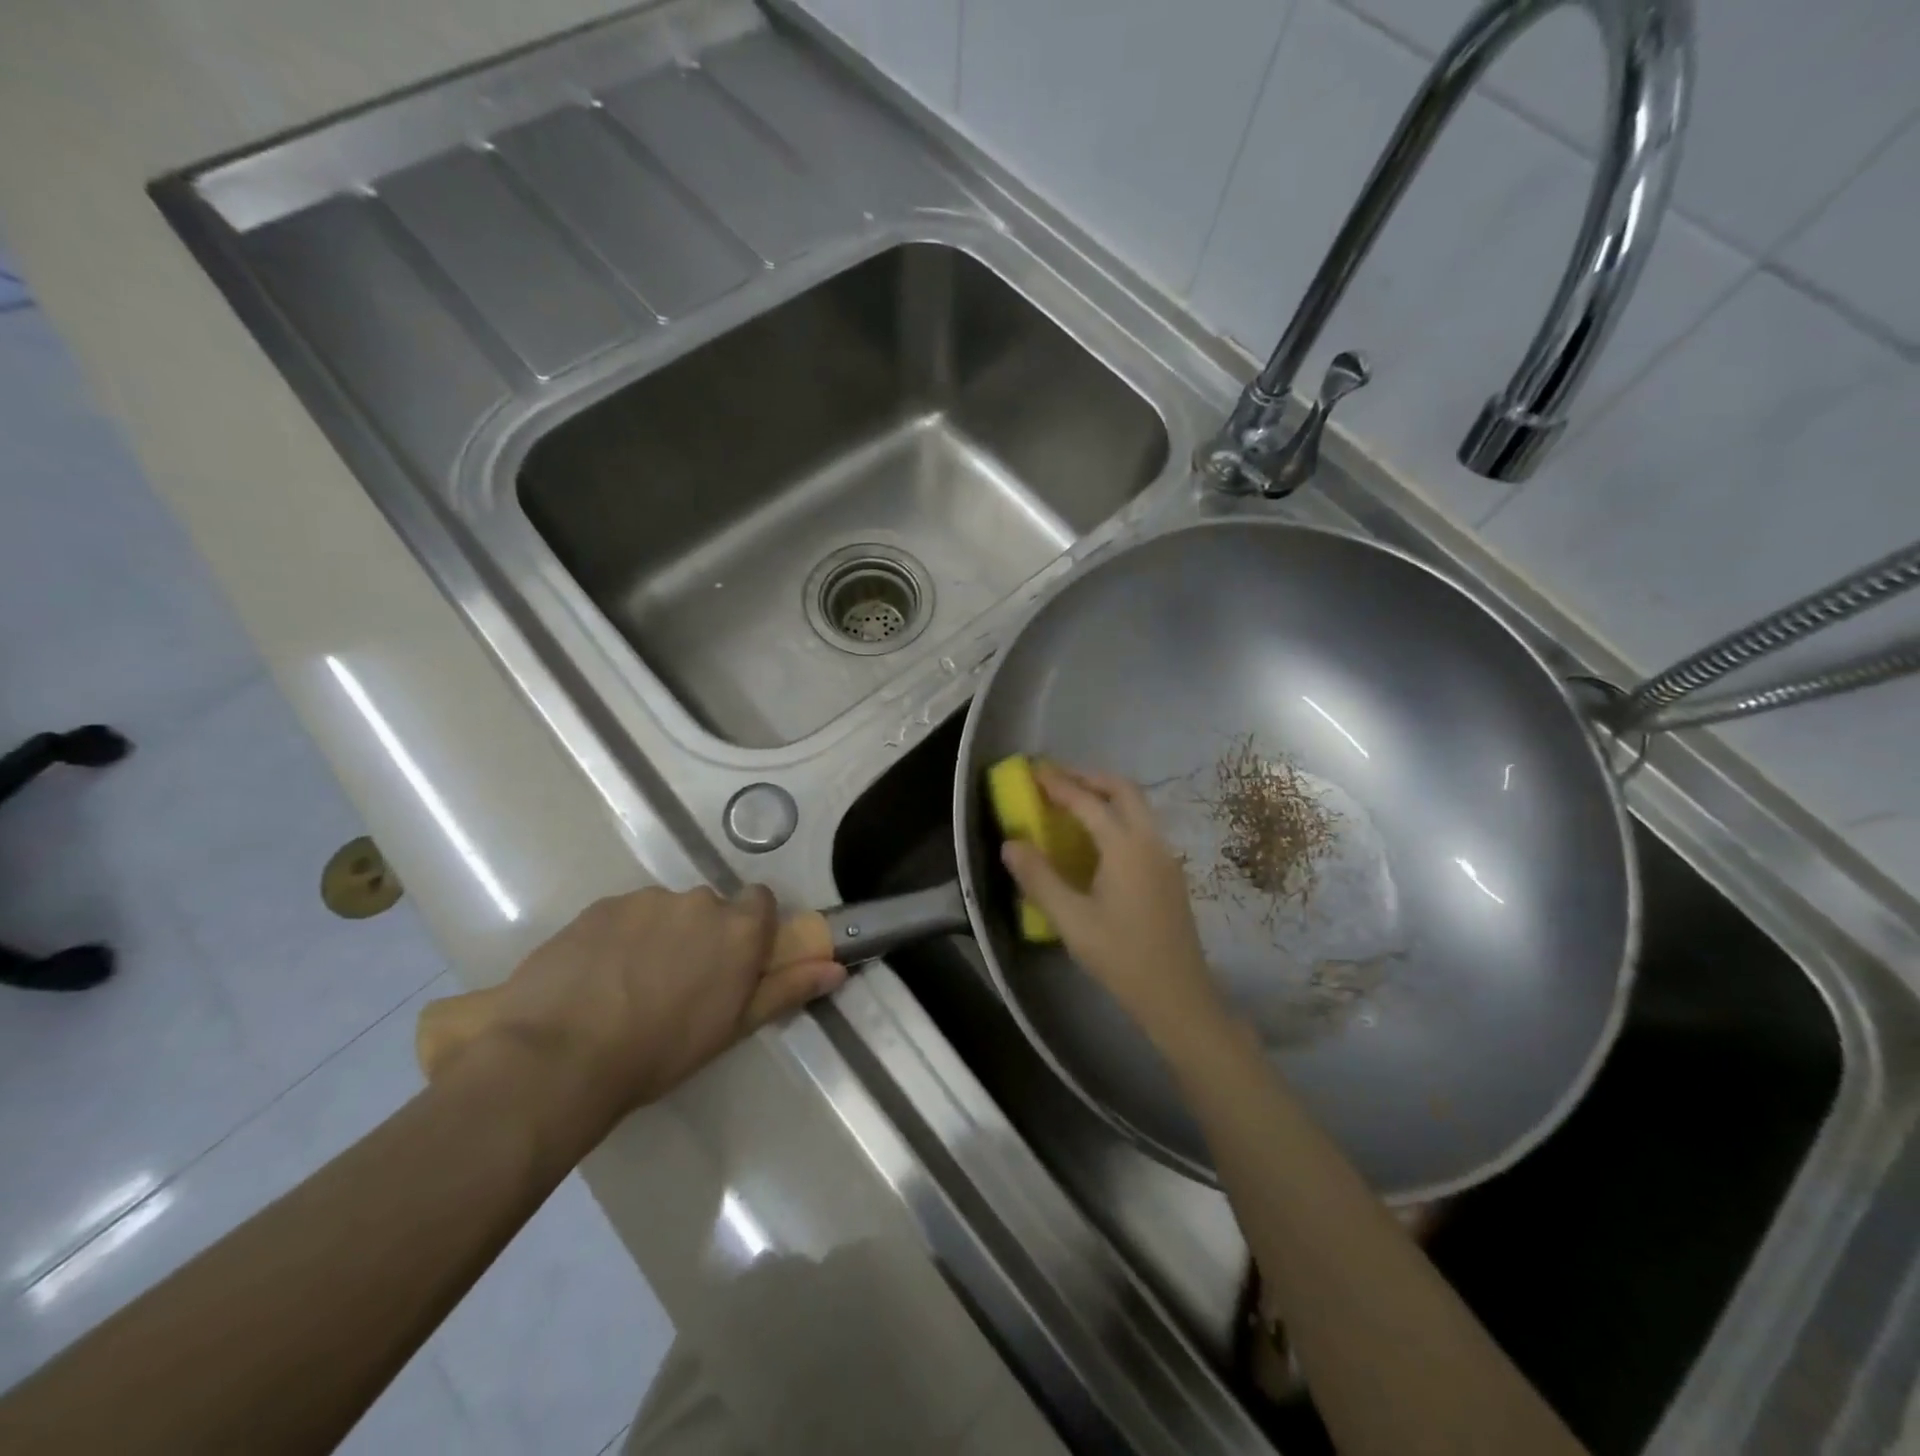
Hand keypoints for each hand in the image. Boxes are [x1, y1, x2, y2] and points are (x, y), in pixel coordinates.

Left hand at [476, 886, 844, 1135]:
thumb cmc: (661, 1050)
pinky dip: (618, 937)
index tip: (734, 960)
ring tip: (628, 985)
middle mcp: (697, 902)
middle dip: (701, 935)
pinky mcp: (599, 907)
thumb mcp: (733, 1026)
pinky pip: (622, 915)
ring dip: (658, 935)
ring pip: (663, 911)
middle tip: (678, 983)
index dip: (750, 927)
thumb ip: (787, 988)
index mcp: (737, 928)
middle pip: (710, 908)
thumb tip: (836, 967)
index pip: (760, 901)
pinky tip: (596, 978)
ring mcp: (644, 900)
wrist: (560, 1057)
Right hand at [999, 765, 1226, 1051]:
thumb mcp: (1071, 921)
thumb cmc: (1121, 957)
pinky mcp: (1169, 873)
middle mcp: (1151, 841)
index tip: (1034, 772)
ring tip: (1073, 802)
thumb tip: (1011, 844)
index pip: (1089, 802)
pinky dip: (1117, 816)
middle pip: (1123, 790)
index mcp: (1126, 847)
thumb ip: (1039, 878)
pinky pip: (1142, 827)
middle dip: (1089, 778)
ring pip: (1138, 807)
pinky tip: (1097, 839)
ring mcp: (1165, 856)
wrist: (1178, 995)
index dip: (1060, 784)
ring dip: (1106, 795)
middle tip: (1057, 779)